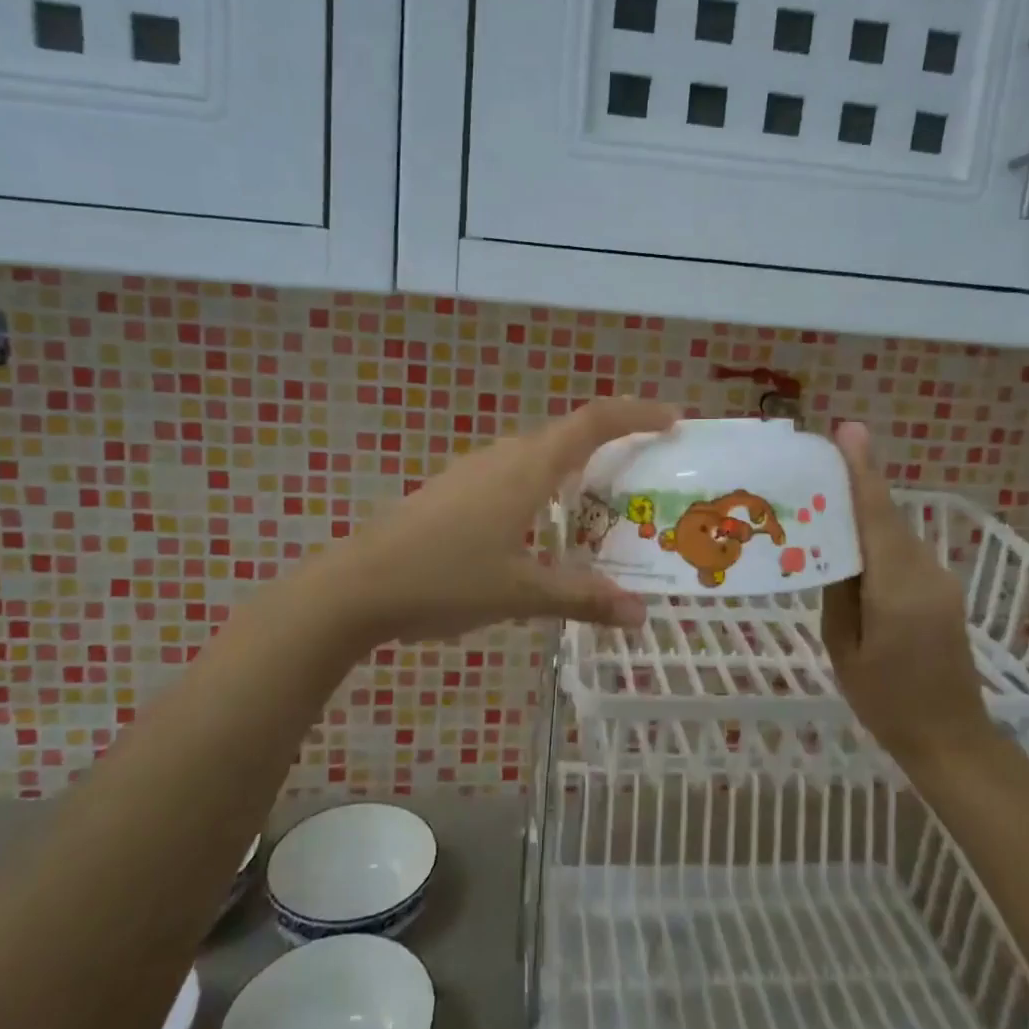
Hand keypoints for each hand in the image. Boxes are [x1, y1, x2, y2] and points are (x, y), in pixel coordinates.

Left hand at [332, 398, 677, 643]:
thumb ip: (582, 598)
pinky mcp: (453, 489)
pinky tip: (542, 525)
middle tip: (647, 474)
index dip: (636, 414)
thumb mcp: (520, 593)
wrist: (355, 587)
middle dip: (613, 443)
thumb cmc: (444, 580)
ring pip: (539, 454)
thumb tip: (638, 614)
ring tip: (602, 504)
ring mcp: (473, 471)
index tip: (673, 421)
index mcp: (527, 469)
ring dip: (575, 467)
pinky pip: (514, 473)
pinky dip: (545, 485)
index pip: (593, 422)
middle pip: (568, 434)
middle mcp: (503, 457)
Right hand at [821, 422, 992, 770]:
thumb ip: (838, 591)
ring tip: (824, 503)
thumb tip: (832, 548)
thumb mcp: (844, 647)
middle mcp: (925, 573)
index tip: (848, 430)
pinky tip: (852, 545)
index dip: (862, 470)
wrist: (951, 738)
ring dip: (864, 514)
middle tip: (816, 465)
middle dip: (856, 485)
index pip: (877, 516)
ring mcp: (940, 580)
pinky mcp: (943, 590)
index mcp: (897, 589)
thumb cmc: (885, 701)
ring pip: (895, 533)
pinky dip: (878, 539)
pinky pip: (904, 551)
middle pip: (886, 517)